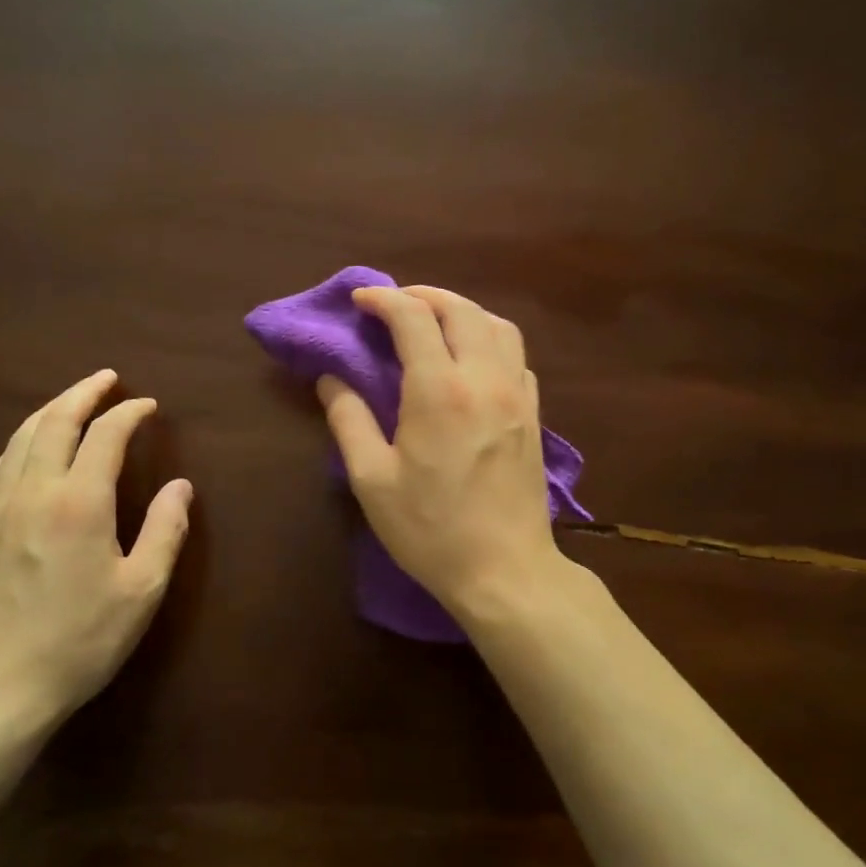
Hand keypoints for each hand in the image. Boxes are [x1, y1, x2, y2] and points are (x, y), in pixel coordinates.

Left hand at [0, 370, 191, 735]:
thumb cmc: (79, 640)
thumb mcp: (141, 590)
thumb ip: (165, 531)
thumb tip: (180, 486)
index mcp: (78, 502)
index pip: (105, 435)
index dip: (129, 413)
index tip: (148, 405)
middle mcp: (33, 492)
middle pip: (54, 422)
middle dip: (82, 393)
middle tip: (106, 378)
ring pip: (20, 439)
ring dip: (49, 411)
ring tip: (71, 400)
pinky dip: (21, 442)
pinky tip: (28, 448)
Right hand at [317, 286, 566, 619]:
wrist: (505, 571)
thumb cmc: (431, 530)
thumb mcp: (373, 480)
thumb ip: (349, 420)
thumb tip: (331, 379)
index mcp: (440, 391)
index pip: (413, 318)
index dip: (383, 299)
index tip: (359, 300)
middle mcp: (485, 378)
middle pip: (461, 309)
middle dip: (423, 296)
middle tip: (393, 304)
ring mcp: (517, 394)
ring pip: (497, 324)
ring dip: (462, 311)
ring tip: (433, 323)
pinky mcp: (534, 413)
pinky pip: (516, 355)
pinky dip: (490, 339)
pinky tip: (472, 360)